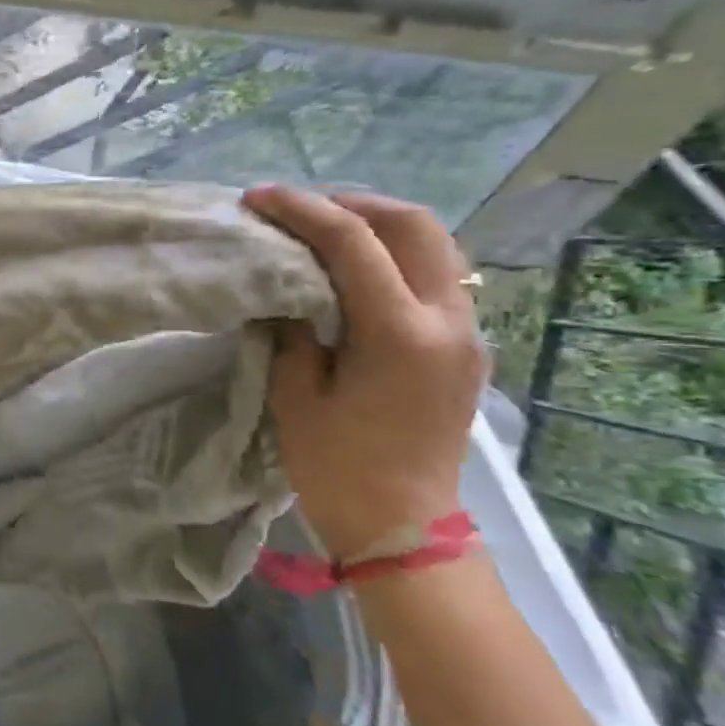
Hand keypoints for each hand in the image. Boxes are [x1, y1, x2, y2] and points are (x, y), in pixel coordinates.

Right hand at [241, 185, 483, 562]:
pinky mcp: (464, 346)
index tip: (259, 198)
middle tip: (299, 209)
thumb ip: (292, 330)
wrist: (403, 527)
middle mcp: (448, 321)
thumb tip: (285, 289)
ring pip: (435, 245)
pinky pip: (436, 275)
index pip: (354, 243)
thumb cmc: (337, 467)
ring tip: (324, 230)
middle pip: (415, 225)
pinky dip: (394, 255)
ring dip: (378, 225)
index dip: (302, 210)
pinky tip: (355, 270)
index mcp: (400, 334)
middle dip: (352, 203)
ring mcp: (466, 332)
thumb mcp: (295, 395)